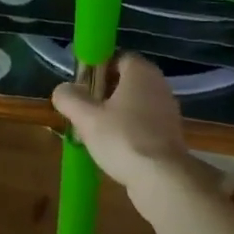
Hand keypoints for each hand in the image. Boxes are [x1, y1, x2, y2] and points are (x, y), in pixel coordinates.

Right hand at [51, 54, 194, 206]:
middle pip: (126, 82)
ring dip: (116, 114)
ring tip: (94, 132)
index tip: (82, 85)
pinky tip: (114, 148)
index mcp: (141, 72)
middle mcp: (159, 85)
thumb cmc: (122, 138)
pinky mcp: (170, 135)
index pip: (119, 57)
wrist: (161, 177)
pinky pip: (144, 125)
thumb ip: (70, 99)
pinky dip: (129, 131)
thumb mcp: (86, 118)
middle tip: (84, 110)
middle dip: (104, 93)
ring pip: (135, 105)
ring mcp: (167, 111)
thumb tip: (62, 89)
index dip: (98, 67)